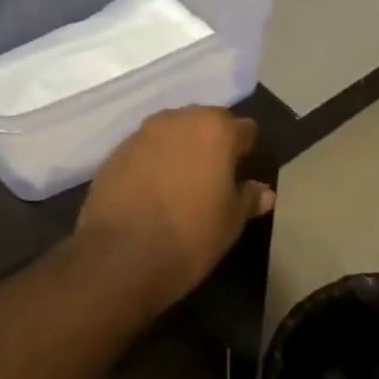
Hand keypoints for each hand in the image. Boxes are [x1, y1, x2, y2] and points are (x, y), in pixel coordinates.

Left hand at [78, 107, 275, 313]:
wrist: (120, 258)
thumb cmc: (190, 236)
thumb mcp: (230, 222)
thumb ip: (248, 198)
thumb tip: (265, 193)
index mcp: (214, 130)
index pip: (243, 129)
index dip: (245, 151)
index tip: (241, 174)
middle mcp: (177, 120)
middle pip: (204, 124)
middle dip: (211, 145)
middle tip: (213, 179)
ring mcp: (141, 134)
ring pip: (171, 134)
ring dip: (180, 152)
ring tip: (181, 185)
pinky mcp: (114, 154)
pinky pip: (144, 151)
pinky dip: (152, 164)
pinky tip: (151, 193)